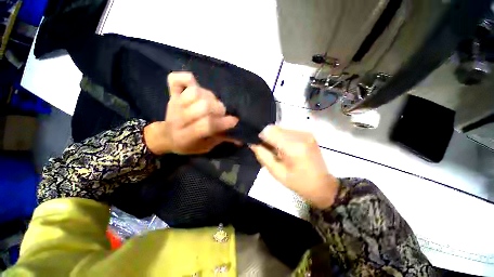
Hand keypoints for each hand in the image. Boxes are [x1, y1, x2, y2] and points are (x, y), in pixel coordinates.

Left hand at [144, 72, 238, 154]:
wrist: (166, 136)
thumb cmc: (188, 145)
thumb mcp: (205, 147)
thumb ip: (220, 140)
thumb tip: (239, 139)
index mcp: (186, 136)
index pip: (207, 125)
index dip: (223, 122)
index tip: (234, 121)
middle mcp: (179, 118)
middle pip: (204, 106)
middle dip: (218, 109)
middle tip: (220, 114)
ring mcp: (174, 104)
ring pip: (196, 92)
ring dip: (208, 96)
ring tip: (210, 103)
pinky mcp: (172, 95)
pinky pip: (176, 79)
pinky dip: (187, 79)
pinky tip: (194, 86)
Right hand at [250, 126, 338, 208]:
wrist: (322, 185)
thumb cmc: (298, 182)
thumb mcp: (276, 172)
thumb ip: (263, 155)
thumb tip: (253, 143)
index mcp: (293, 146)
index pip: (270, 131)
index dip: (261, 137)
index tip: (261, 146)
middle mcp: (300, 135)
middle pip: (275, 128)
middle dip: (269, 137)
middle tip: (271, 150)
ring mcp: (306, 133)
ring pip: (281, 128)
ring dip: (276, 137)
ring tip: (280, 151)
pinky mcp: (308, 133)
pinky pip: (289, 131)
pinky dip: (284, 137)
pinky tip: (287, 148)